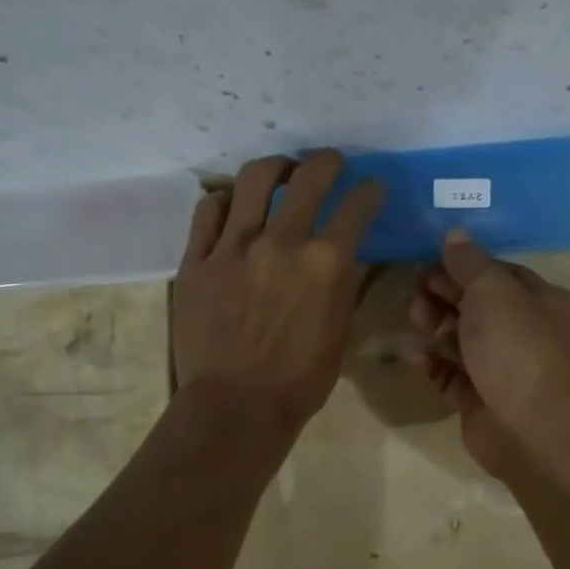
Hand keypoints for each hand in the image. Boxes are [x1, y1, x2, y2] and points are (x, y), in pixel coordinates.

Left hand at [174, 151, 382, 431]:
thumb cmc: (300, 378)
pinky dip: (226, 199)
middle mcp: (282, 241)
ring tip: (280, 173)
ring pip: (254, 179)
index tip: (371, 188)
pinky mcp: (198, 258)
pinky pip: (210, 209)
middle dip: (328, 161)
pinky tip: (235, 205)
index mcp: (325, 262)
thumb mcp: (341, 330)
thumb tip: (354, 253)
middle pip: (309, 176)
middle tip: (330, 163)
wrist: (235, 406)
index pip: (357, 205)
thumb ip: (349, 283)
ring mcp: (234, 246)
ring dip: (275, 167)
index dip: (370, 190)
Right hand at [409, 229, 569, 481]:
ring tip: (414, 320)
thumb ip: (470, 262)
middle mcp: (533, 334)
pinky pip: (455, 374)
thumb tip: (455, 233)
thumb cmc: (519, 347)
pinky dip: (435, 364)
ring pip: (465, 339)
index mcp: (549, 303)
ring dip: (436, 327)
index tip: (431, 262)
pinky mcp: (484, 398)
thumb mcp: (493, 291)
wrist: (531, 430)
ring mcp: (508, 369)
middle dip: (446, 296)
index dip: (466, 267)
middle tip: (415, 291)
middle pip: (480, 306)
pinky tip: (417, 359)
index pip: (503, 274)